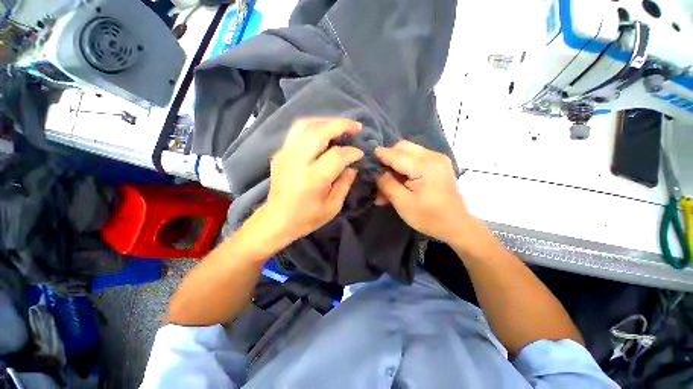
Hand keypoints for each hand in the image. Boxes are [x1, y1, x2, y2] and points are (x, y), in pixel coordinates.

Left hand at [264, 118, 363, 241]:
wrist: (276, 220)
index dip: (351, 152)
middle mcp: (297, 161)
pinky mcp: (279, 153)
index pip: (336, 155)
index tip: (360, 154)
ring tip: (340, 127)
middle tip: (356, 127)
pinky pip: (297, 132)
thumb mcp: (333, 207)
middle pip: (320, 131)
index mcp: (313, 179)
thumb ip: (345, 184)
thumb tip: (352, 166)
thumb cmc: (306, 218)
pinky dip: (313, 127)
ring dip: (326, 122)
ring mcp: (285, 154)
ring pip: (305, 125)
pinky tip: (323, 133)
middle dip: (342, 125)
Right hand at [375, 140, 470, 242]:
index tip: (366, 158)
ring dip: (395, 163)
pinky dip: (404, 167)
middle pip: (403, 147)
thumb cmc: (429, 217)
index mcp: (425, 166)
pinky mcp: (437, 165)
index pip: (396, 154)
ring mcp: (437, 159)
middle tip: (379, 173)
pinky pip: (416, 159)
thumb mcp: (403, 203)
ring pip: (408, 152)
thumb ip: (387, 184)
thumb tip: (376, 172)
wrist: (457, 226)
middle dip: (388, 158)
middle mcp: (433, 156)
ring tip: (386, 181)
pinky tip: (398, 181)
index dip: (380, 156)